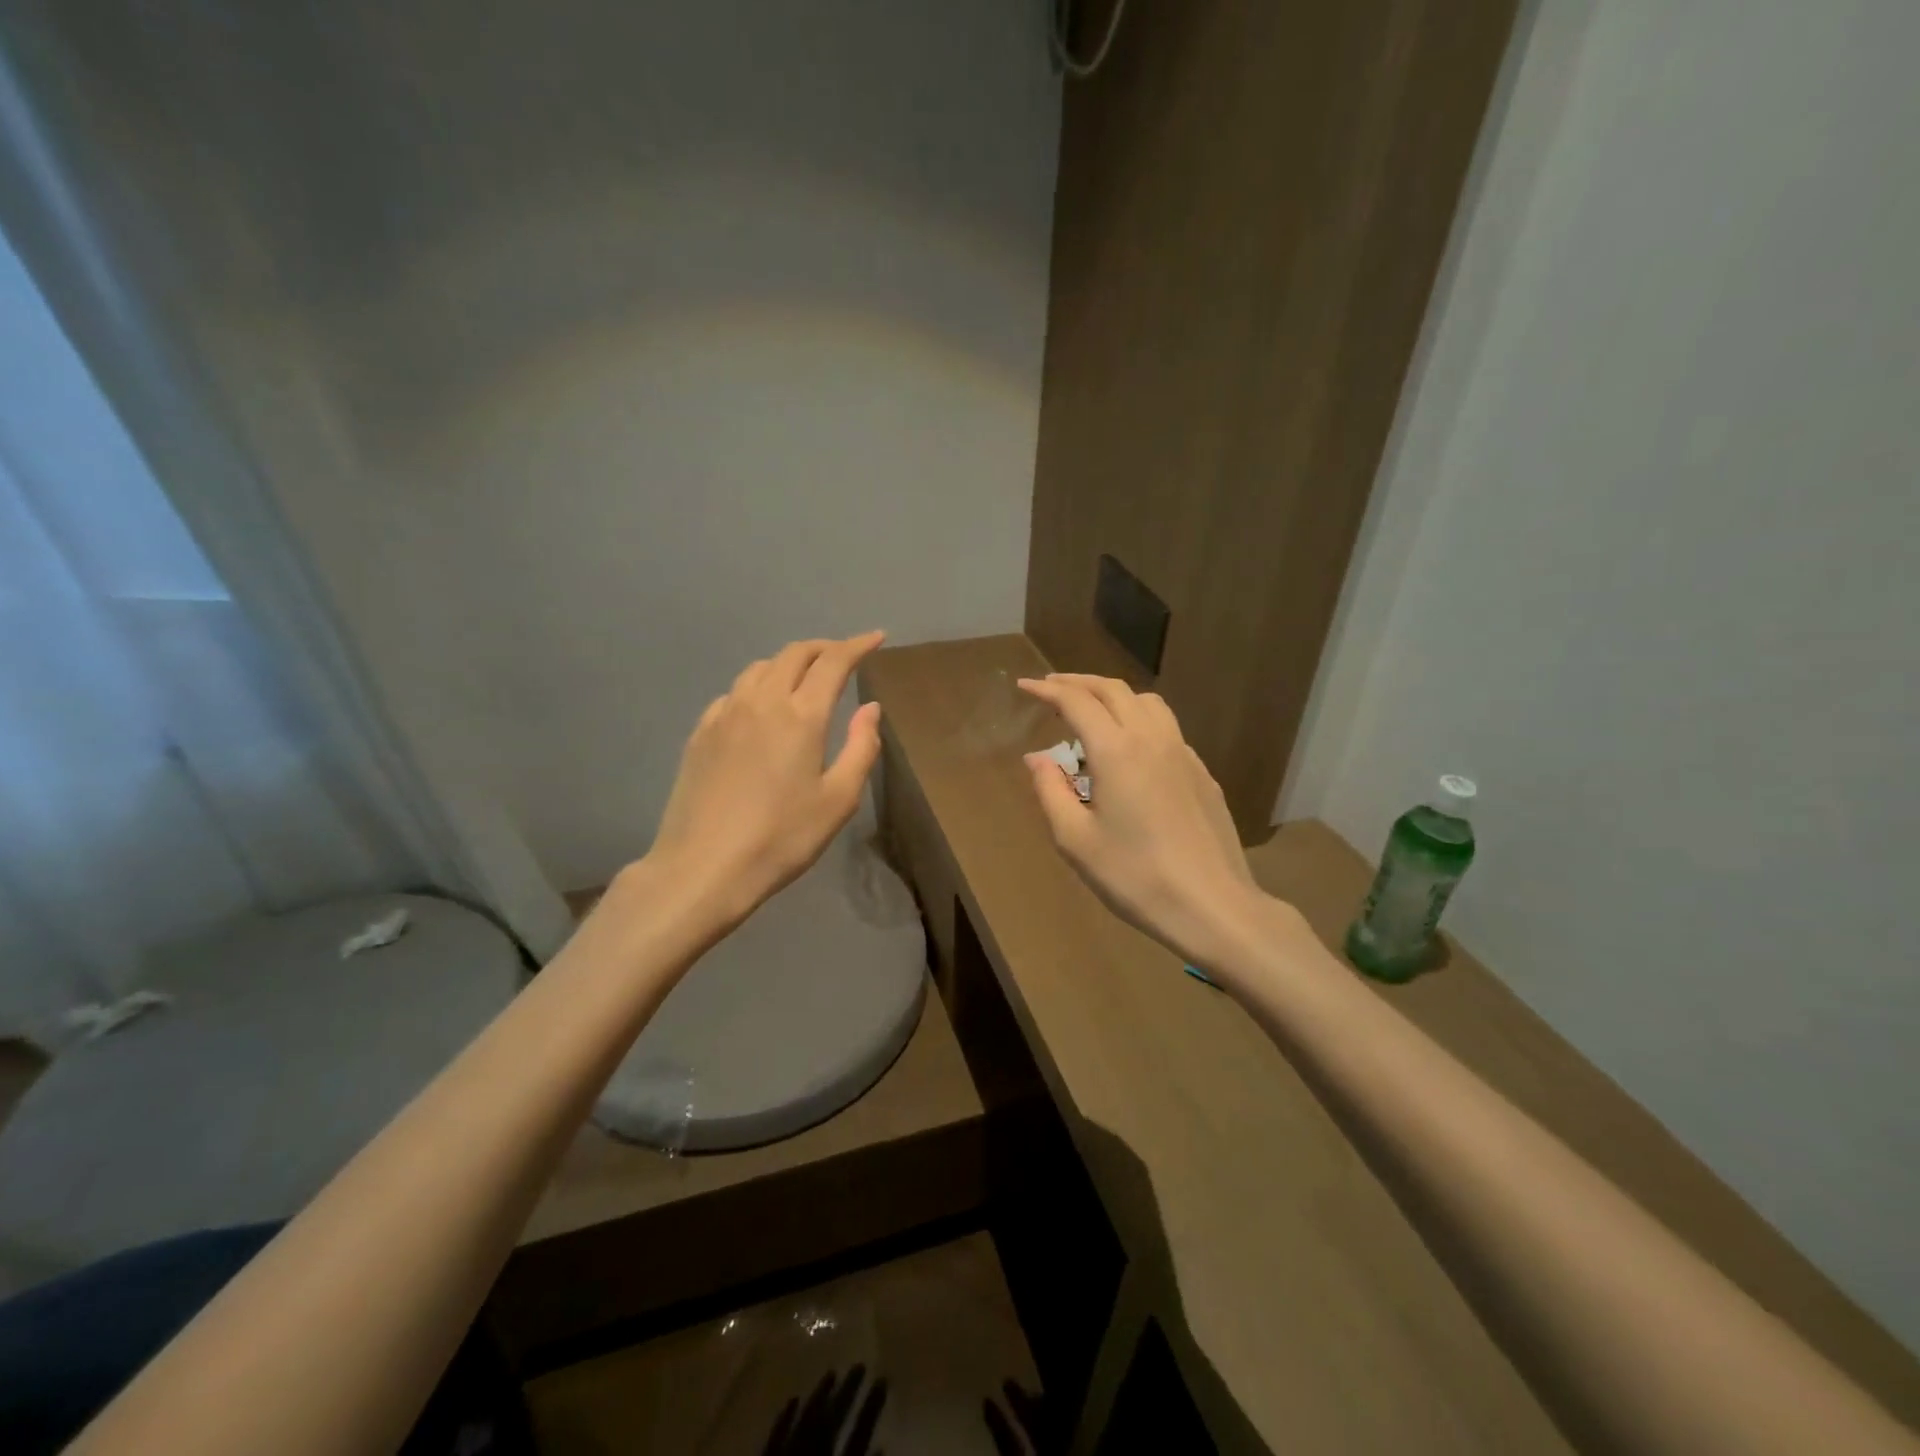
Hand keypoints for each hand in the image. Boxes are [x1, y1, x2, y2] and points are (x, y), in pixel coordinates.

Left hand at [644, 632, 886, 936]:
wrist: (704, 866)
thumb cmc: (782, 838)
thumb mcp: (838, 800)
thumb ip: (861, 747)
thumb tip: (870, 707)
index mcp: (801, 715)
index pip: (833, 661)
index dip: (858, 645)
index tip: (877, 638)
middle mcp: (762, 701)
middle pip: (795, 654)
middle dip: (824, 648)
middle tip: (845, 657)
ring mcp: (725, 713)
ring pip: (761, 667)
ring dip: (790, 663)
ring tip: (805, 679)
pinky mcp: (701, 732)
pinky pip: (735, 692)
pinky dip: (759, 686)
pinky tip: (762, 710)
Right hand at [1017, 673, 1271, 972]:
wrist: (1211, 905)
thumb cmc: (1134, 876)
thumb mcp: (1075, 840)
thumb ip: (1050, 791)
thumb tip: (1037, 758)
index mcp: (1116, 751)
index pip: (1076, 702)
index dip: (1047, 690)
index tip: (1024, 686)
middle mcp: (1151, 739)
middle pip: (1113, 690)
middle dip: (1078, 682)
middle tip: (1051, 689)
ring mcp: (1183, 753)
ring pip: (1146, 702)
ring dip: (1113, 696)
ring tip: (1092, 712)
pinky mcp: (1202, 773)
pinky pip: (1166, 729)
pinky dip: (1139, 721)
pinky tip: (1130, 751)